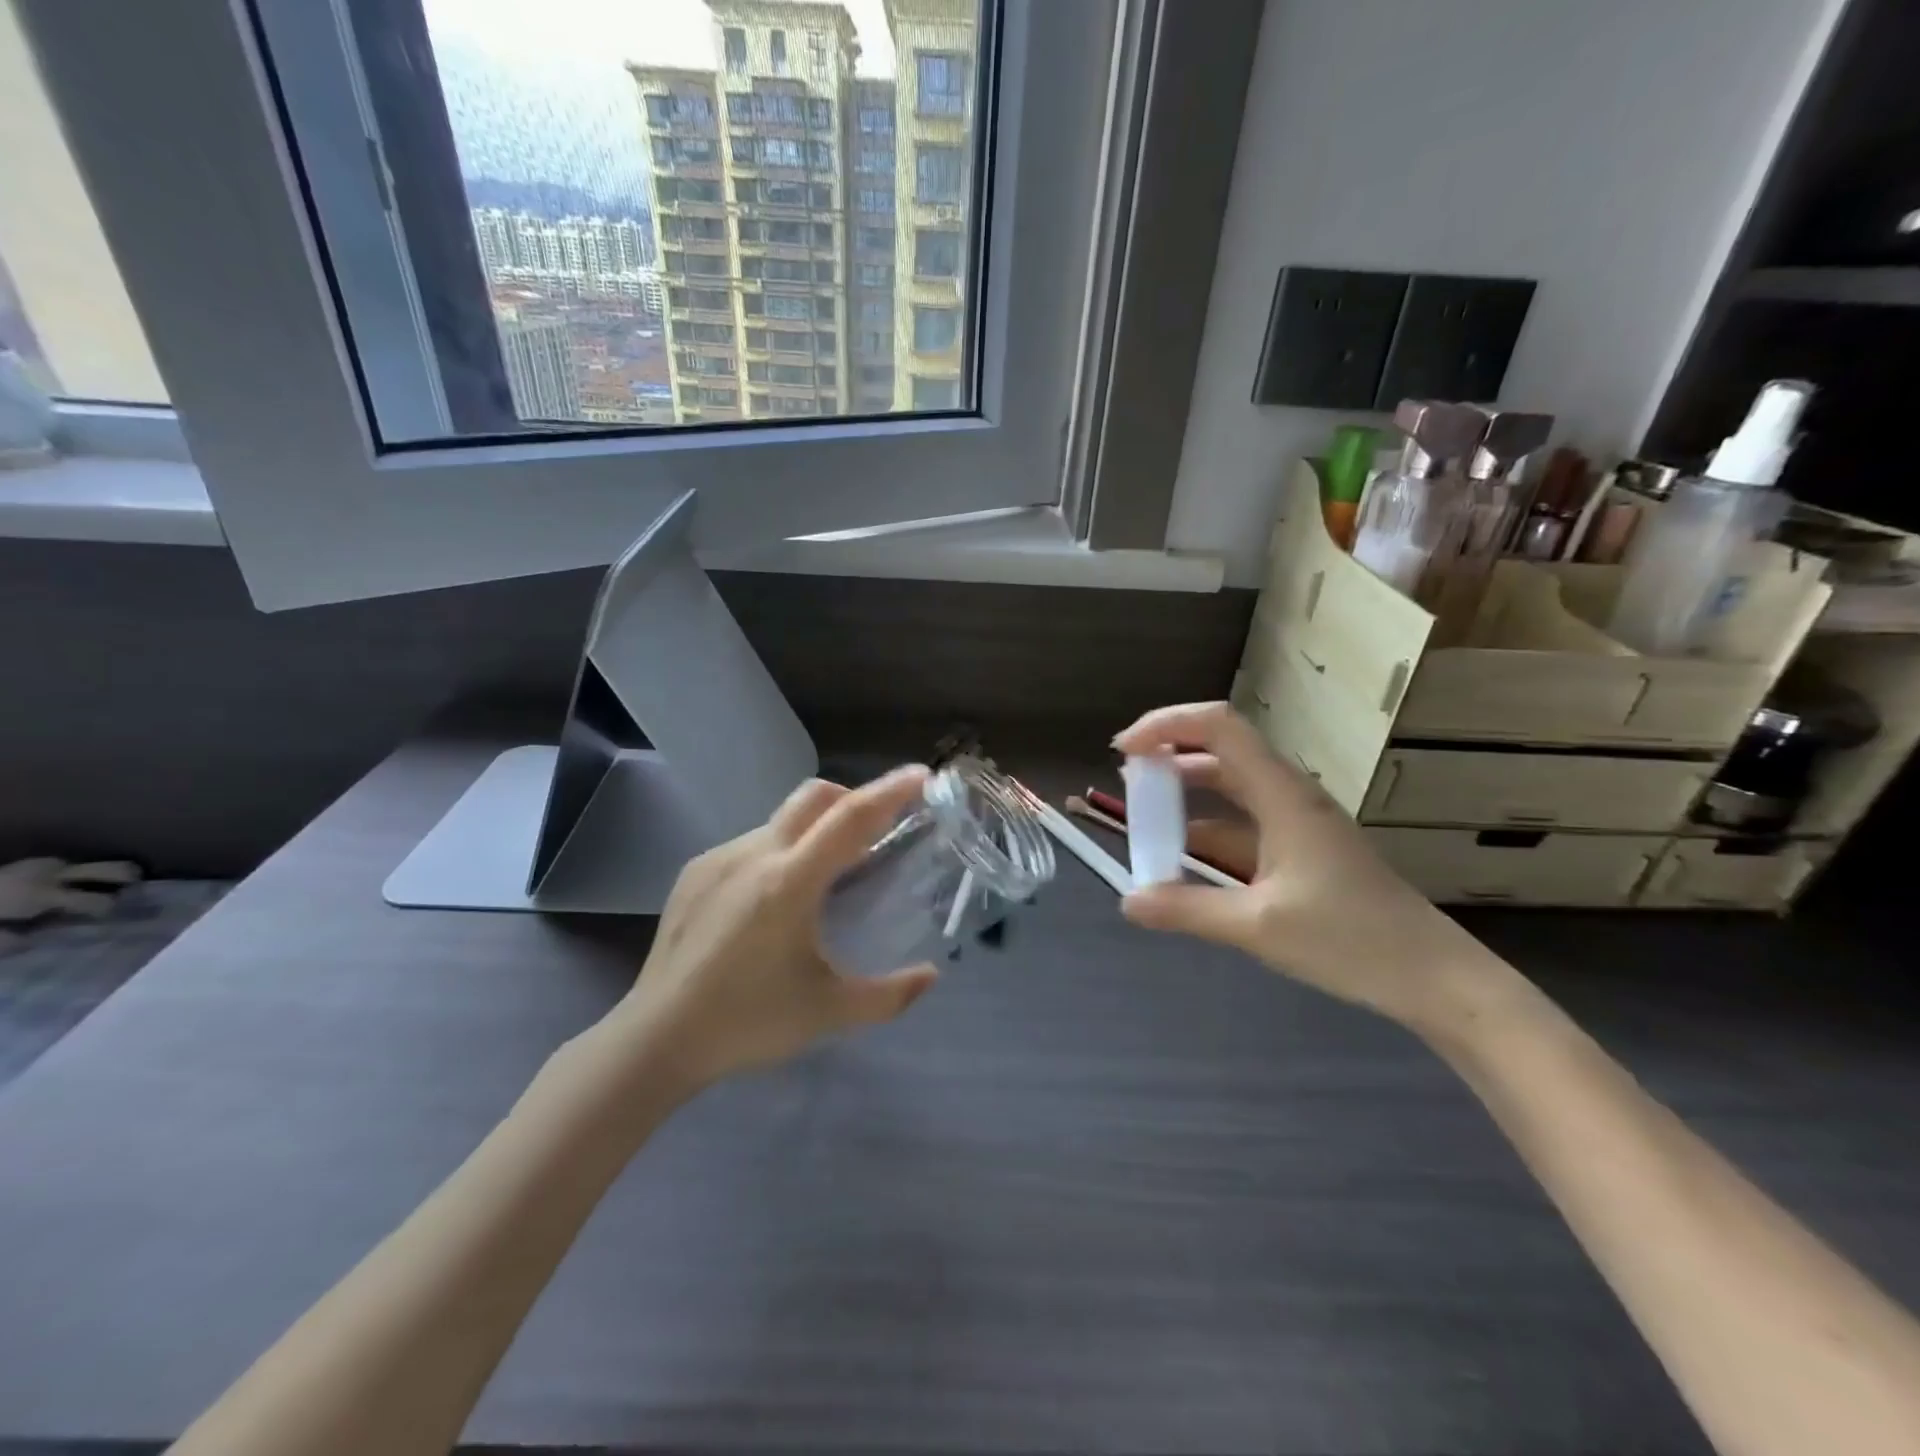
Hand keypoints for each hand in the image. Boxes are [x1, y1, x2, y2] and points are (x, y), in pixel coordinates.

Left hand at [611, 766, 939, 1089]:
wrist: (656, 1039)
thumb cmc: (748, 1022)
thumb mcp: (829, 1012)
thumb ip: (889, 995)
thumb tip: (931, 975)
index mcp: (790, 883)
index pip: (850, 818)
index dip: (890, 791)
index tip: (920, 775)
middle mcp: (753, 854)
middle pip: (814, 796)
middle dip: (853, 798)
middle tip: (875, 833)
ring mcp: (719, 858)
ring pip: (781, 821)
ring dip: (814, 833)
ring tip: (822, 880)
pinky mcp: (695, 871)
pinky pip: (750, 844)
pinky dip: (778, 853)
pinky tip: (773, 902)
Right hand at [1113, 702, 1493, 1029]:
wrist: (1435, 978)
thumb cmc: (1352, 941)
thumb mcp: (1258, 926)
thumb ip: (1188, 909)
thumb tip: (1128, 901)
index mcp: (1282, 795)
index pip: (1219, 727)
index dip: (1167, 725)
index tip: (1124, 752)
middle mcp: (1288, 797)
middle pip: (1222, 749)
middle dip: (1169, 754)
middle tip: (1126, 780)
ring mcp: (1297, 824)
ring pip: (1231, 787)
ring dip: (1186, 793)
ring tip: (1143, 814)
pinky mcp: (1301, 852)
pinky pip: (1243, 825)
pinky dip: (1206, 830)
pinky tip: (1182, 859)